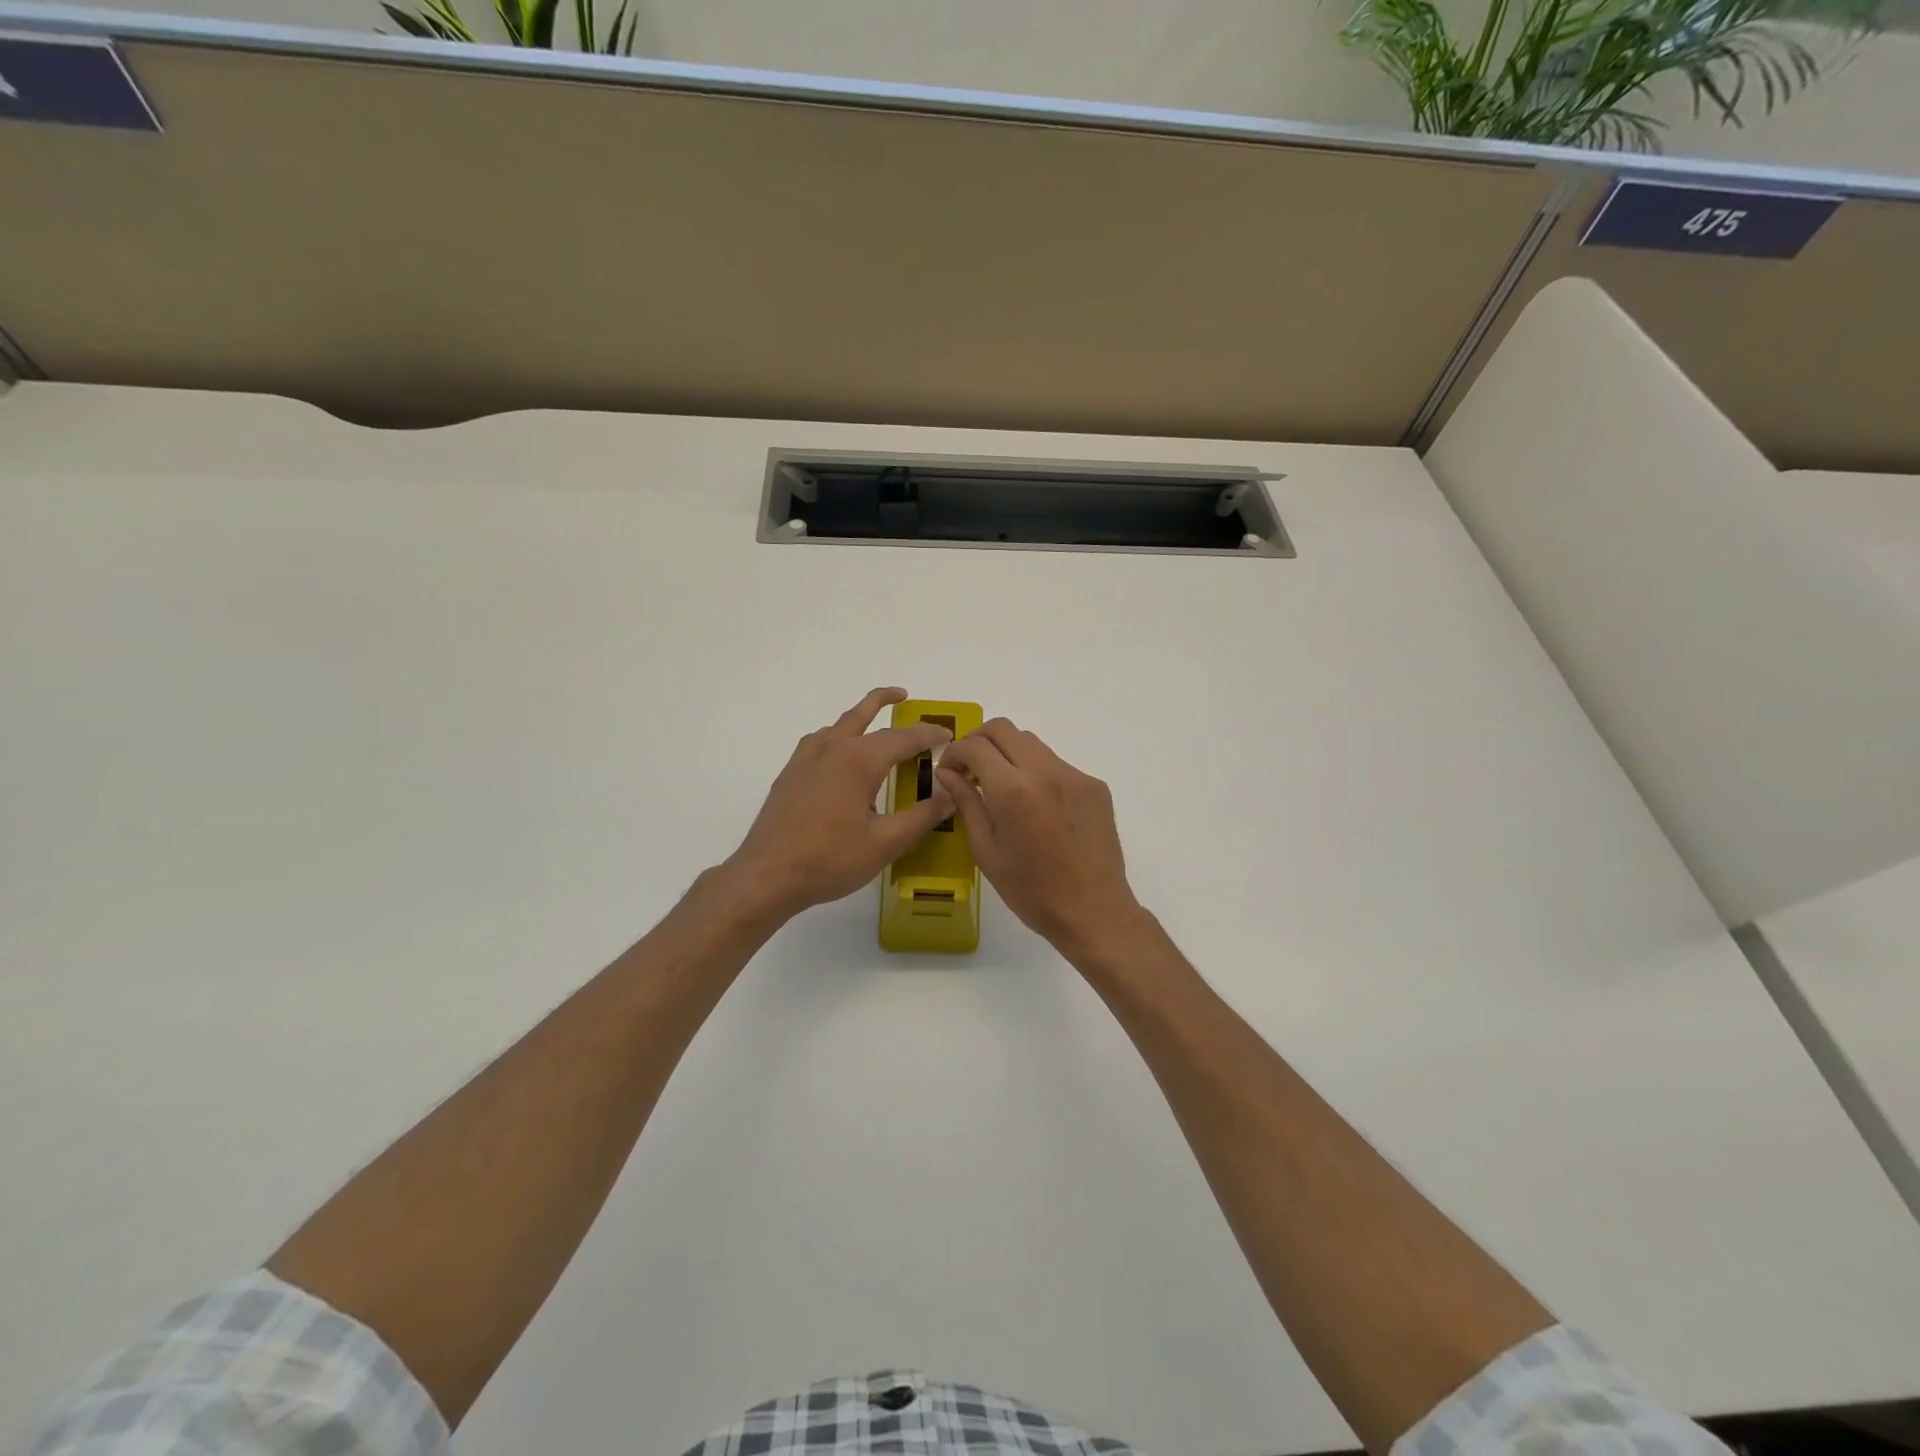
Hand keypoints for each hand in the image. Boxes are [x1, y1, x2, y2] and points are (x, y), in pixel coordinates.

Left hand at [726, 688, 955, 921]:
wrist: (767, 875)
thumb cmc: (830, 859)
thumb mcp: (885, 843)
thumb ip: (921, 817)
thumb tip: (950, 796)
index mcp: (858, 760)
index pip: (903, 737)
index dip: (928, 735)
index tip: (948, 735)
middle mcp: (831, 749)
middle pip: (862, 714)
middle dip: (884, 700)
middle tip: (904, 695)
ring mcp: (805, 759)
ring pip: (837, 726)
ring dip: (859, 719)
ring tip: (875, 726)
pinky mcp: (790, 774)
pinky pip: (819, 742)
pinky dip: (837, 737)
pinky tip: (840, 759)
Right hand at [937, 719, 1142, 957]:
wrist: (1094, 911)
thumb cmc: (1031, 891)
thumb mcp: (986, 851)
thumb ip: (967, 803)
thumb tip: (948, 773)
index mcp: (1013, 789)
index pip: (975, 746)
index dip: (954, 753)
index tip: (949, 771)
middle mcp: (1045, 771)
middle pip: (1004, 728)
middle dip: (979, 741)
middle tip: (970, 768)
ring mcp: (1074, 775)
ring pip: (1032, 743)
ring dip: (1009, 754)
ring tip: (1002, 787)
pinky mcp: (1094, 785)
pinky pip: (1057, 765)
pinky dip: (1037, 773)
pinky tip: (1037, 807)